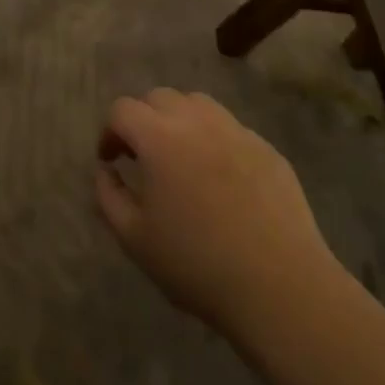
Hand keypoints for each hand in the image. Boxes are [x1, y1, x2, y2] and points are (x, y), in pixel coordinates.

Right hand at [95, 89, 340, 340]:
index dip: (110, 131)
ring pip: (198, 104)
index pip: (122, 109)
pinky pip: (231, 129)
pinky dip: (214, 140)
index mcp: (159, 138)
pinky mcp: (267, 148)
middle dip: (143, 120)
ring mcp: (237, 131)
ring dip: (179, 121)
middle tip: (143, 157)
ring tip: (180, 159)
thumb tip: (105, 170)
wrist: (279, 287)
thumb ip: (108, 196)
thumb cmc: (196, 264)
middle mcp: (197, 121)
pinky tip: (220, 179)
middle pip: (159, 98)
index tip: (111, 160)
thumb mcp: (134, 238)